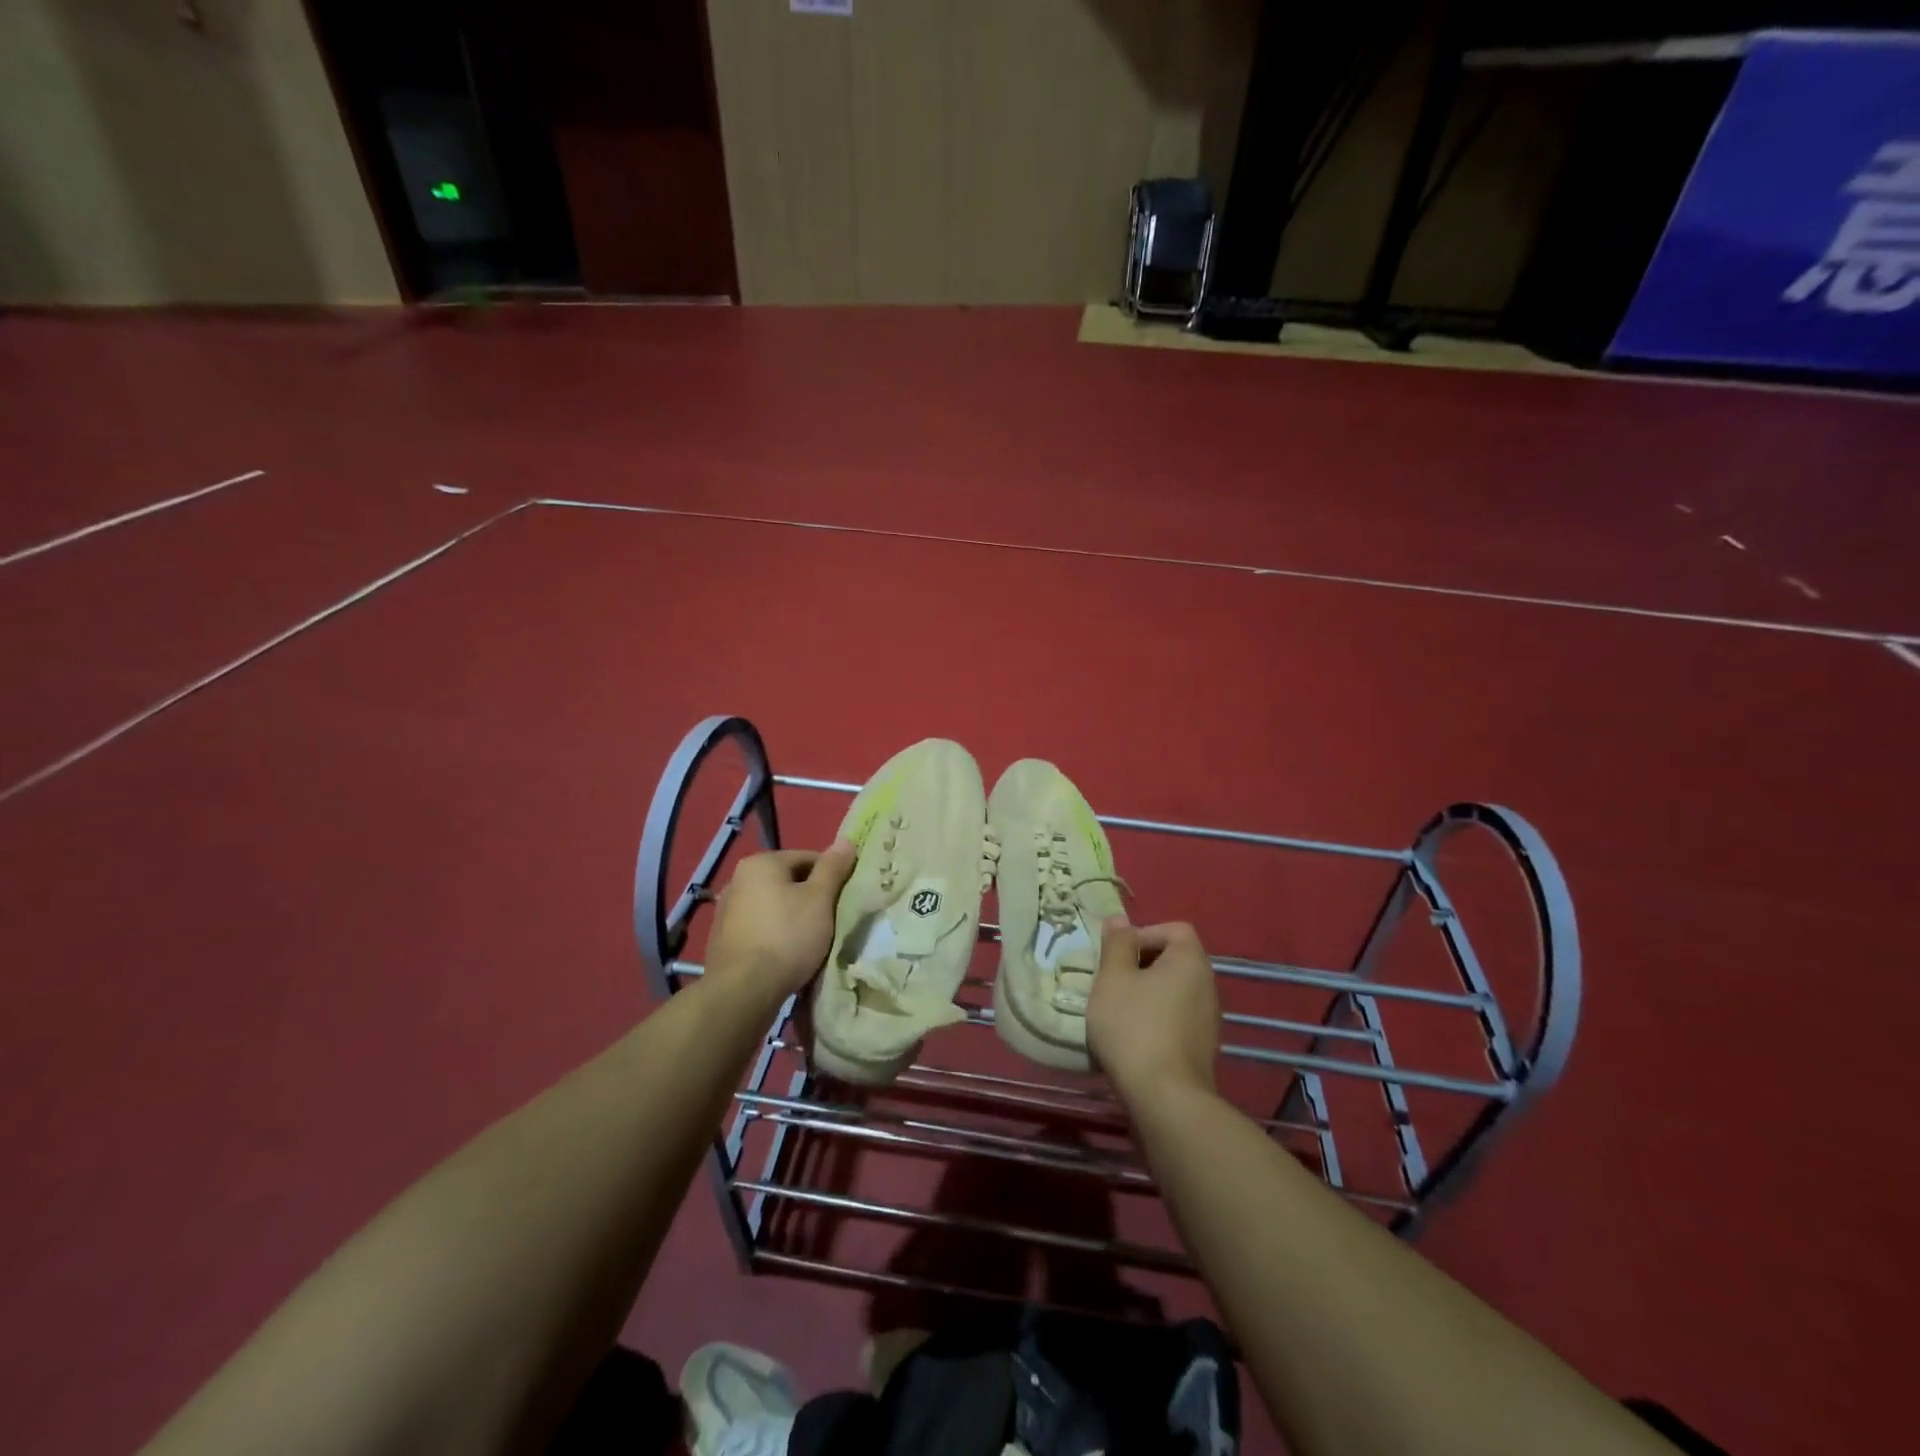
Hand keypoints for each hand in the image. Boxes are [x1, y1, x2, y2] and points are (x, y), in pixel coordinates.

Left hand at [705, 840, 856, 996]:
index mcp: (760, 863)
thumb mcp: (820, 899)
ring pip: (772, 906)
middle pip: (787, 881)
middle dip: (810, 897)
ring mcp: (726, 911)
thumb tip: (846, 840)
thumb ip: (833, 868)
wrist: (743, 991)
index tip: (844, 898)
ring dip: (792, 917)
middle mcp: (737, 880)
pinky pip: (759, 928)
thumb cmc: (787, 936)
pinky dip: (774, 935)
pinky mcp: (722, 940)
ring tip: (810, 940)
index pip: (807, 858)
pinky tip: (786, 954)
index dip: (831, 875)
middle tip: (830, 920)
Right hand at [1088, 919, 1220, 1103]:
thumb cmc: (1134, 1026)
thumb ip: (1116, 945)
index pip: (1174, 929)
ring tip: (1116, 1011)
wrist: (1165, 1098)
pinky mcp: (1202, 1048)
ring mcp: (1208, 1019)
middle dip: (1140, 964)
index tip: (1117, 955)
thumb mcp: (1113, 978)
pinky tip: (1131, 1039)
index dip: (1143, 933)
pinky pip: (1176, 1018)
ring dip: (1145, 994)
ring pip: (1172, 990)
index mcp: (1190, 961)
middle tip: (1110, 981)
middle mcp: (1207, 985)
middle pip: (1173, 959)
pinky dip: (1155, 1019)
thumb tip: (1119, 919)